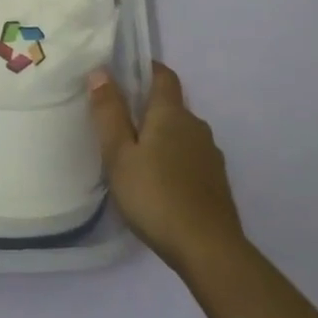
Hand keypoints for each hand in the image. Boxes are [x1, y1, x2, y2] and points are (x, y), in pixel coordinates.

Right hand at [90, 63, 247, 280]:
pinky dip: (174, 160)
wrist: (209, 249)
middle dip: (148, 108)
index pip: (164, 76)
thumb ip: (109, 113)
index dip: (147, 69)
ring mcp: (210, 155)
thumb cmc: (155, 196)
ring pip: (182, 134)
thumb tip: (100, 72)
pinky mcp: (216, 182)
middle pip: (172, 106)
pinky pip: (191, 158)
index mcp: (172, 114)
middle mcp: (196, 126)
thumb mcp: (119, 155)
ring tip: (136, 157)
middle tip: (119, 123)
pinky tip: (159, 183)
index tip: (125, 72)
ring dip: (162, 137)